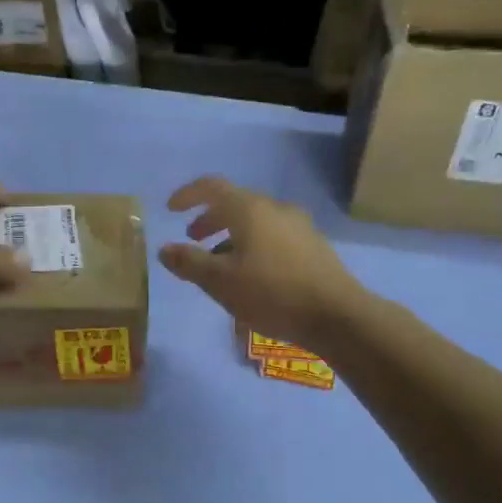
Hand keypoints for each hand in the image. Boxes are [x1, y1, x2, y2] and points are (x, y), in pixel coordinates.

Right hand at [160, 176, 367, 352]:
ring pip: (256, 222)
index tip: (171, 209)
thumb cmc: (271, 293)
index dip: (188, 195)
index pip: (212, 187)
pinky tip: (252, 276)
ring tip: (220, 265)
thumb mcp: (220, 282)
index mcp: (249, 209)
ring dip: (231, 236)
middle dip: (210, 219)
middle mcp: (275, 209)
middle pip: (235, 203)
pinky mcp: (313, 246)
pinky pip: (274, 236)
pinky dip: (253, 246)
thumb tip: (164, 249)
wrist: (337, 315)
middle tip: (193, 239)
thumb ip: (189, 262)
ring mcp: (299, 226)